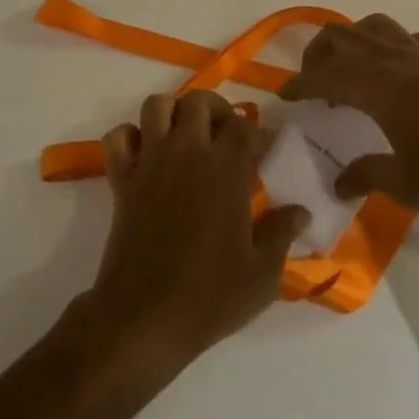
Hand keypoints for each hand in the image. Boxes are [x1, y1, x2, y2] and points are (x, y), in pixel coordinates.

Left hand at [81, 91, 308, 379]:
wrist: (145, 317)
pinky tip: (145, 155)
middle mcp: (187, 153)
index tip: (264, 147)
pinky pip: (118, 137)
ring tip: (185, 136)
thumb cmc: (209, 297)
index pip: (245, 127)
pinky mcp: (121, 178)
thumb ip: (281, 234)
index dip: (257, 131)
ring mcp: (151, 162)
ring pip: (157, 106)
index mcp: (226, 170)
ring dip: (172, 112)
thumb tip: (301, 210)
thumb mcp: (262, 275)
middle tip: (225, 136)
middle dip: (216, 109)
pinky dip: (129, 136)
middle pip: (199, 102)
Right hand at [281, 13, 418, 228]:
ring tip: (353, 67)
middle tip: (314, 81)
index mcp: (376, 86)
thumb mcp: (407, 184)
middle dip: (318, 54)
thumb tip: (339, 184)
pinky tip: (404, 70)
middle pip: (341, 35)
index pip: (323, 75)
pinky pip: (413, 37)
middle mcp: (395, 59)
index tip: (284, 95)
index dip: (298, 83)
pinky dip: (395, 46)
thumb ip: (367, 175)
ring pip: (376, 25)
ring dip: (354, 40)